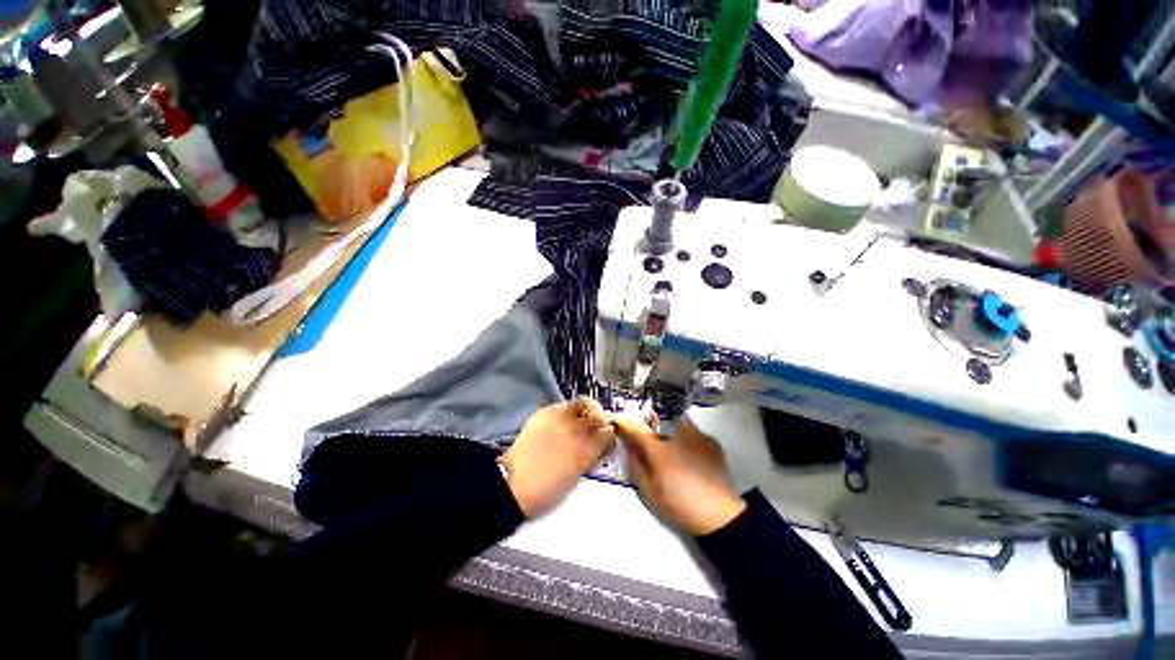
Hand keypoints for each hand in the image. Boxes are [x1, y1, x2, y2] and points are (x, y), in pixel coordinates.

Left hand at [500, 397, 615, 517]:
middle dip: (601, 416)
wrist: (513, 484)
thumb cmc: (548, 490)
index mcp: (587, 448)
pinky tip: (564, 420)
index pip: (609, 432)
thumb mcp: (577, 476)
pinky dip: (567, 410)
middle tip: (599, 422)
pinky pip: (562, 405)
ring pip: (581, 402)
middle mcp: (577, 428)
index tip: (610, 435)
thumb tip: (599, 446)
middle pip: (598, 412)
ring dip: (586, 409)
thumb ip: (591, 456)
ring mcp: (560, 417)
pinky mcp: (544, 412)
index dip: (611, 432)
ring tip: (583, 417)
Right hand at [615, 412, 745, 535]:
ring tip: (670, 443)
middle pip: (658, 416)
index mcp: (660, 450)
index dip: (625, 422)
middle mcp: (678, 435)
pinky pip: (693, 431)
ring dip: (668, 427)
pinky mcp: (711, 441)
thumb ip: (636, 467)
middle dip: (649, 420)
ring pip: (676, 420)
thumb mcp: (650, 492)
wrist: (721, 515)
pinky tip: (688, 452)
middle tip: (647, 432)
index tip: (618, 420)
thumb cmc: (681, 505)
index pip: (636, 428)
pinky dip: (686, 437)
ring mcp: (697, 435)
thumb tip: (629, 448)